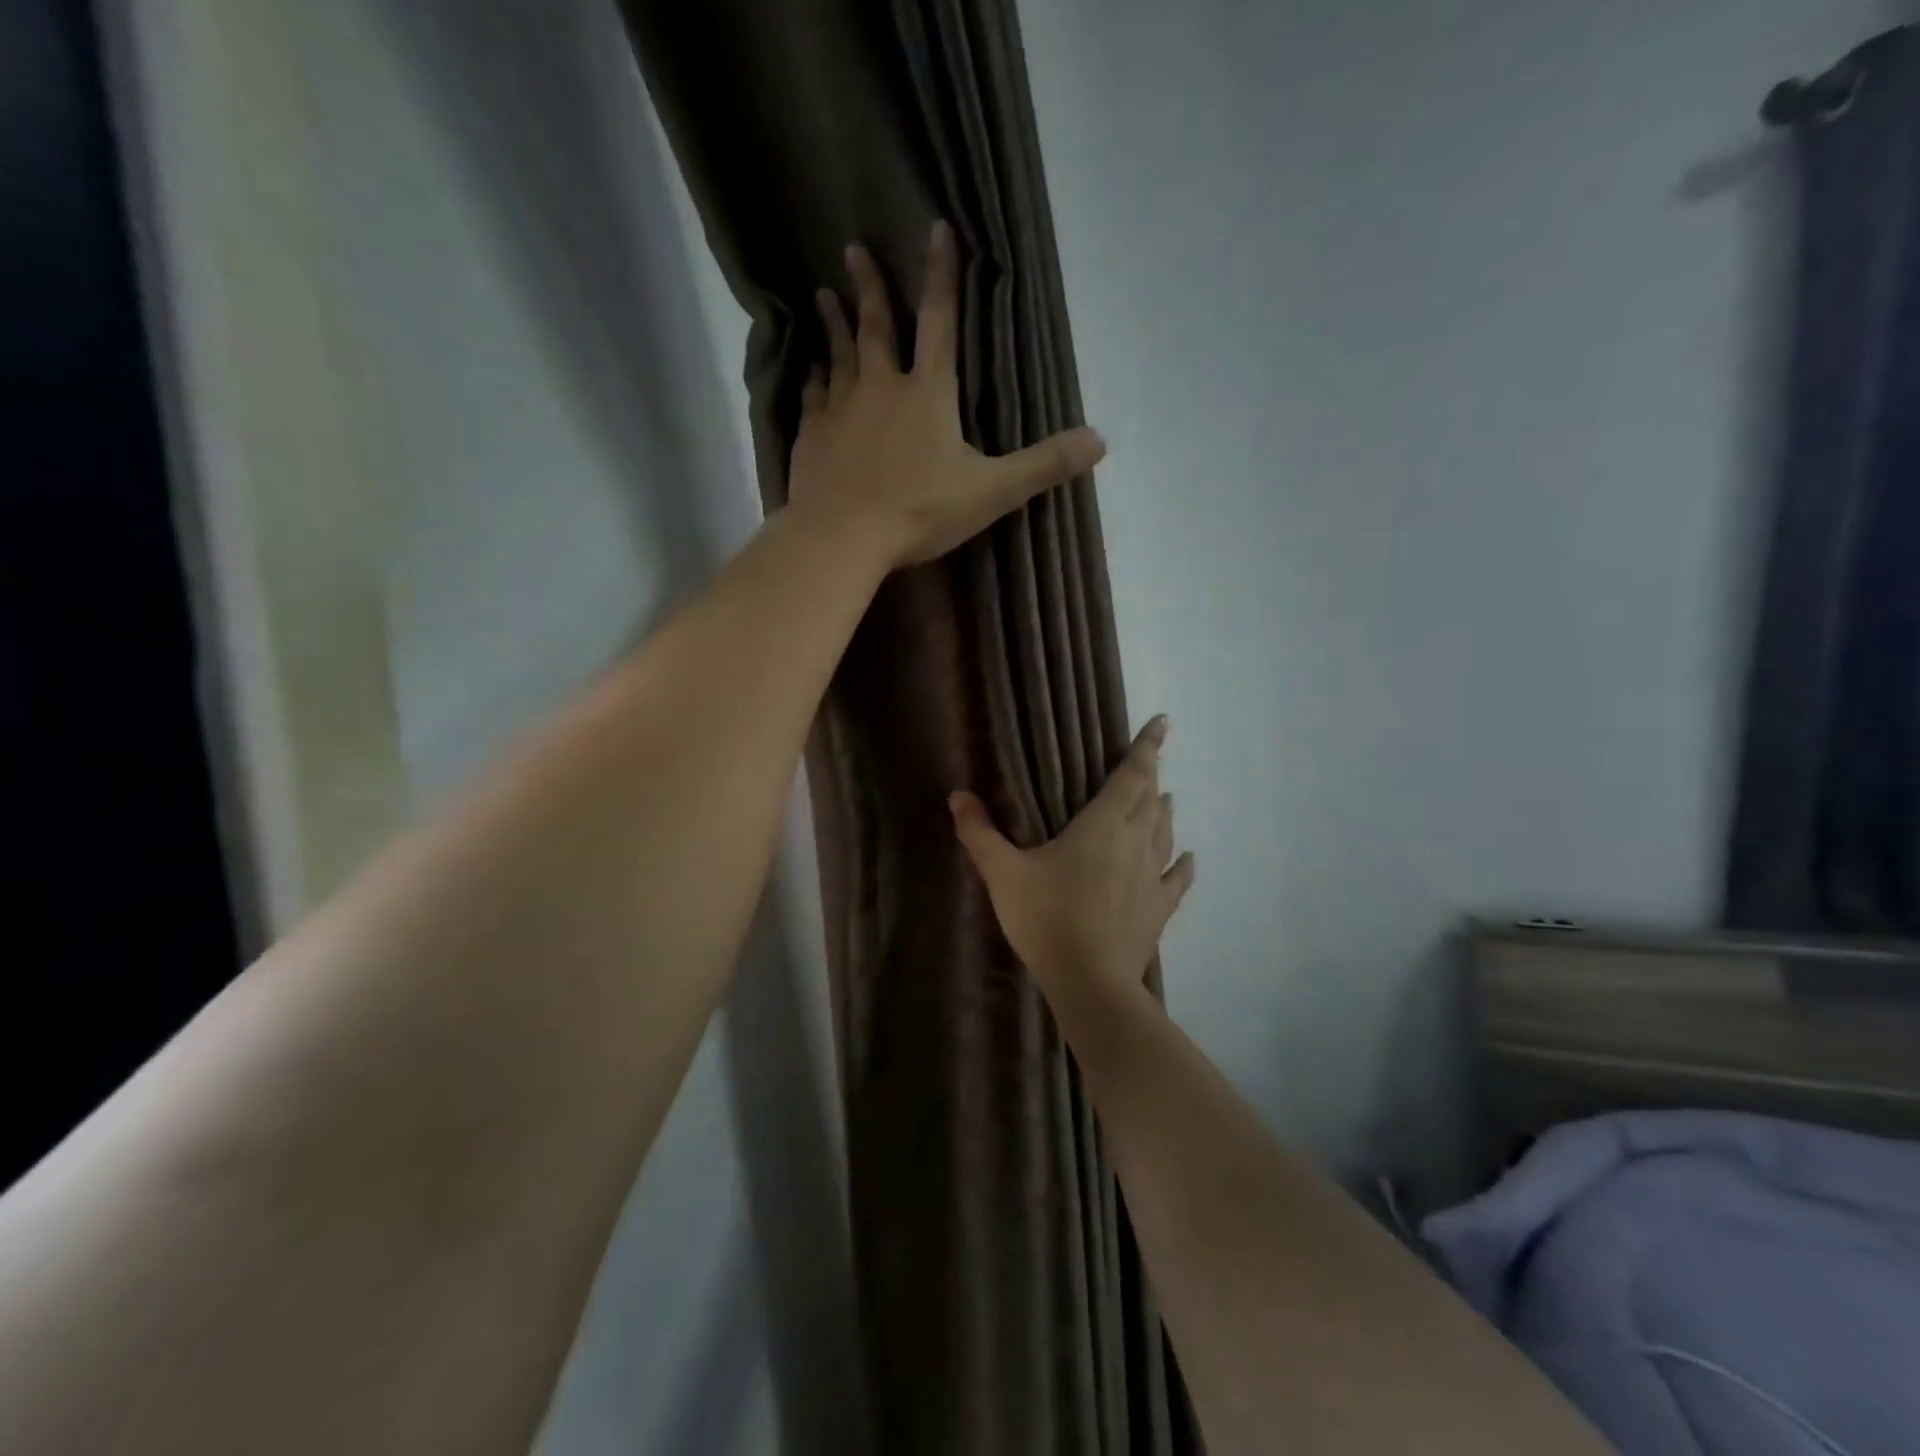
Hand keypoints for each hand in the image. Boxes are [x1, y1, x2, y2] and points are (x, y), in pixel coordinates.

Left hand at [787, 220, 1106, 567]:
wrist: (843, 536)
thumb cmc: (919, 511)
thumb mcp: (992, 492)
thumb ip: (1042, 465)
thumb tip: (1099, 442)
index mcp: (928, 395)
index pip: (940, 323)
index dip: (942, 276)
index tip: (936, 228)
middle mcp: (881, 390)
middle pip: (877, 329)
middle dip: (871, 288)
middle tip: (854, 248)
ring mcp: (841, 411)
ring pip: (838, 357)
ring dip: (834, 325)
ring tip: (823, 295)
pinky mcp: (813, 438)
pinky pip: (812, 399)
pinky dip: (811, 381)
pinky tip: (807, 372)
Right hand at [950, 717, 1195, 999]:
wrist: (1089, 981)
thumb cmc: (1046, 917)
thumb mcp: (1003, 873)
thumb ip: (980, 833)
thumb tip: (957, 795)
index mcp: (1103, 824)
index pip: (1132, 775)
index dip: (1147, 747)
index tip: (1162, 723)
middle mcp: (1136, 841)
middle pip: (1150, 799)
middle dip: (1151, 774)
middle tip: (1151, 758)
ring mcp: (1152, 876)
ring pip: (1164, 832)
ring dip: (1163, 811)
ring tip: (1164, 796)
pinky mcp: (1159, 908)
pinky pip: (1176, 878)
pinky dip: (1181, 863)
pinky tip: (1185, 857)